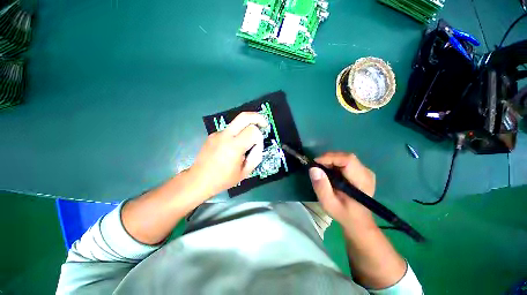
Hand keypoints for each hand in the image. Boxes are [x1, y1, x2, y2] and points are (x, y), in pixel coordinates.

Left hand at [189, 112, 267, 197]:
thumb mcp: (245, 172)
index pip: (253, 131)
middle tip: (264, 124)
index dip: (259, 137)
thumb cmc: (223, 179)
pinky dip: (236, 135)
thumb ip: (256, 156)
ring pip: (237, 123)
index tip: (257, 146)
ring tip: (245, 143)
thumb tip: (258, 144)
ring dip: (246, 128)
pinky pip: (229, 131)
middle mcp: (225, 136)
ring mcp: (217, 134)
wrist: (199, 180)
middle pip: (244, 116)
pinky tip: (231, 148)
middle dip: (257, 117)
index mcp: (234, 146)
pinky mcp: (212, 135)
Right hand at [309, 152, 376, 234]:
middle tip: (317, 167)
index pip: (348, 160)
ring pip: (345, 157)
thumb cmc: (343, 213)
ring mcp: (365, 171)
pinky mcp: (361, 171)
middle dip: (328, 159)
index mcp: (361, 182)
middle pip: (345, 157)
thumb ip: (321, 187)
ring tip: (322, 171)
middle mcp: (366, 173)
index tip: (315, 163)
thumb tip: (313, 169)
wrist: (357, 220)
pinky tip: (330, 172)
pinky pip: (346, 161)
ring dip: (330, 161)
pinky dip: (334, 163)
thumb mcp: (328, 203)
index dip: (330, 158)